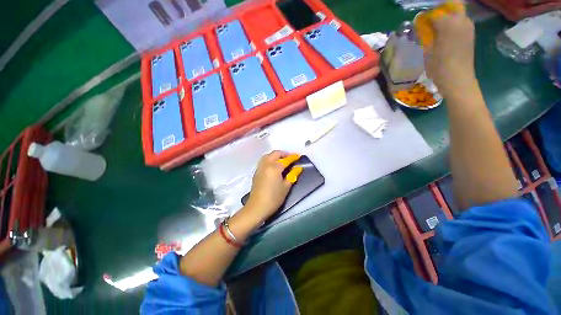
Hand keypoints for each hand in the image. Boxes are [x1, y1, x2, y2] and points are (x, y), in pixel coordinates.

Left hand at [243, 151, 295, 222]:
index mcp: (274, 167)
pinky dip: (270, 159)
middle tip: (291, 158)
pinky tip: (274, 165)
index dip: (293, 157)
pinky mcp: (256, 172)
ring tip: (282, 160)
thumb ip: (292, 175)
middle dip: (284, 154)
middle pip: (275, 154)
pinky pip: (264, 161)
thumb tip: (298, 168)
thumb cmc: (274, 198)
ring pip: (268, 156)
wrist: (257, 207)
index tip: (298, 156)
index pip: (286, 159)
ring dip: (276, 155)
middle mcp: (266, 164)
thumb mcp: (286, 187)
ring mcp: (260, 167)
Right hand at [424, 12, 475, 97]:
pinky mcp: (470, 33)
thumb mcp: (428, 51)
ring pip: (456, 12)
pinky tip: (444, 33)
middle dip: (439, 11)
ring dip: (446, 16)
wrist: (458, 80)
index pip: (434, 12)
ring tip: (436, 27)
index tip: (418, 22)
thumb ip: (426, 34)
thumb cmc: (440, 68)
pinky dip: (452, 22)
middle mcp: (461, 20)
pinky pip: (460, 20)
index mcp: (449, 24)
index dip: (425, 17)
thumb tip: (421, 24)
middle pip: (451, 5)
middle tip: (430, 21)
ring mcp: (468, 26)